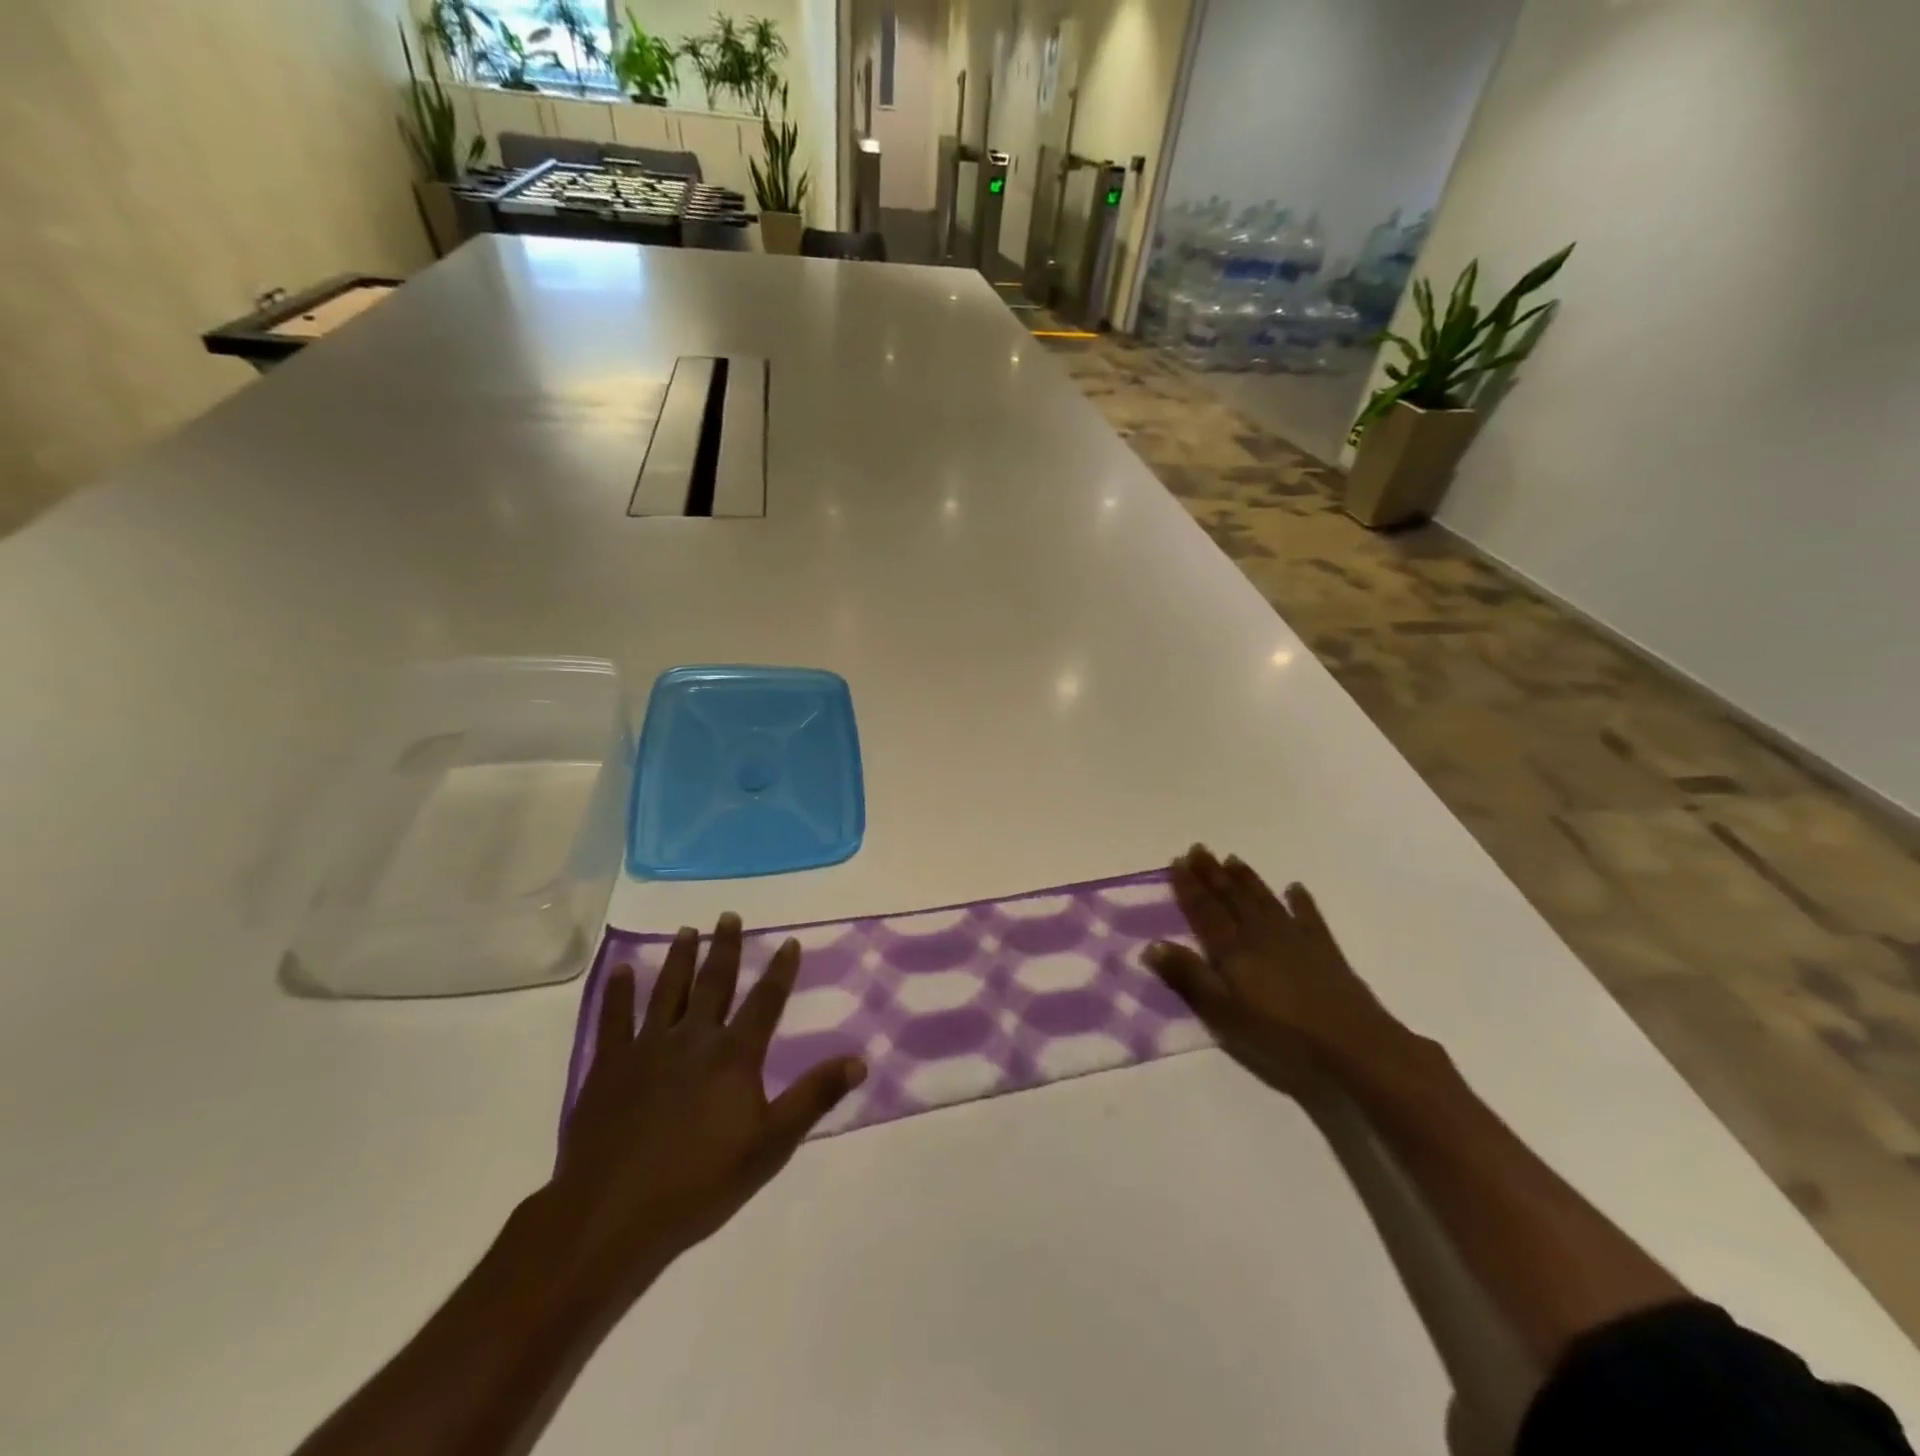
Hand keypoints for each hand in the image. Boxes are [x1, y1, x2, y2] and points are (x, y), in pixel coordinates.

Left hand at [546, 913, 865, 1291]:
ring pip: (667, 991)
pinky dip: (618, 992)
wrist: (612, 1215)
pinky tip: (621, 970)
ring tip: (686, 930)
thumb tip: (859, 1059)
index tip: (788, 941)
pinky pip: (614, 1019)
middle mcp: (693, 1039)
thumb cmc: (699, 1183)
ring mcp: (646, 1049)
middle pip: (713, 983)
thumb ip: (814, 1097)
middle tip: (729, 915)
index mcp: (733, 1056)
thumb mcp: (770, 1145)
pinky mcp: (608, 1066)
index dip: (780, 970)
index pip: (765, 1001)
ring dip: (679, 958)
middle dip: (724, 948)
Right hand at [1144, 846, 1409, 1092]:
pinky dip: (1300, 900)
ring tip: (1232, 859)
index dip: (1189, 887)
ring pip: (1264, 900)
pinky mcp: (1324, 949)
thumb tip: (1152, 944)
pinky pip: (1308, 916)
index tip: (1177, 862)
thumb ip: (1188, 976)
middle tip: (1198, 849)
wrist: (1351, 1043)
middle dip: (1213, 874)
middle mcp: (1260, 934)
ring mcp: (1294, 938)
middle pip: (1232, 898)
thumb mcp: (1223, 1012)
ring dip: (1246, 879)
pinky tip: (1295, 887)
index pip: (1205, 911)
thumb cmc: (1279, 1033)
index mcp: (1233, 949)